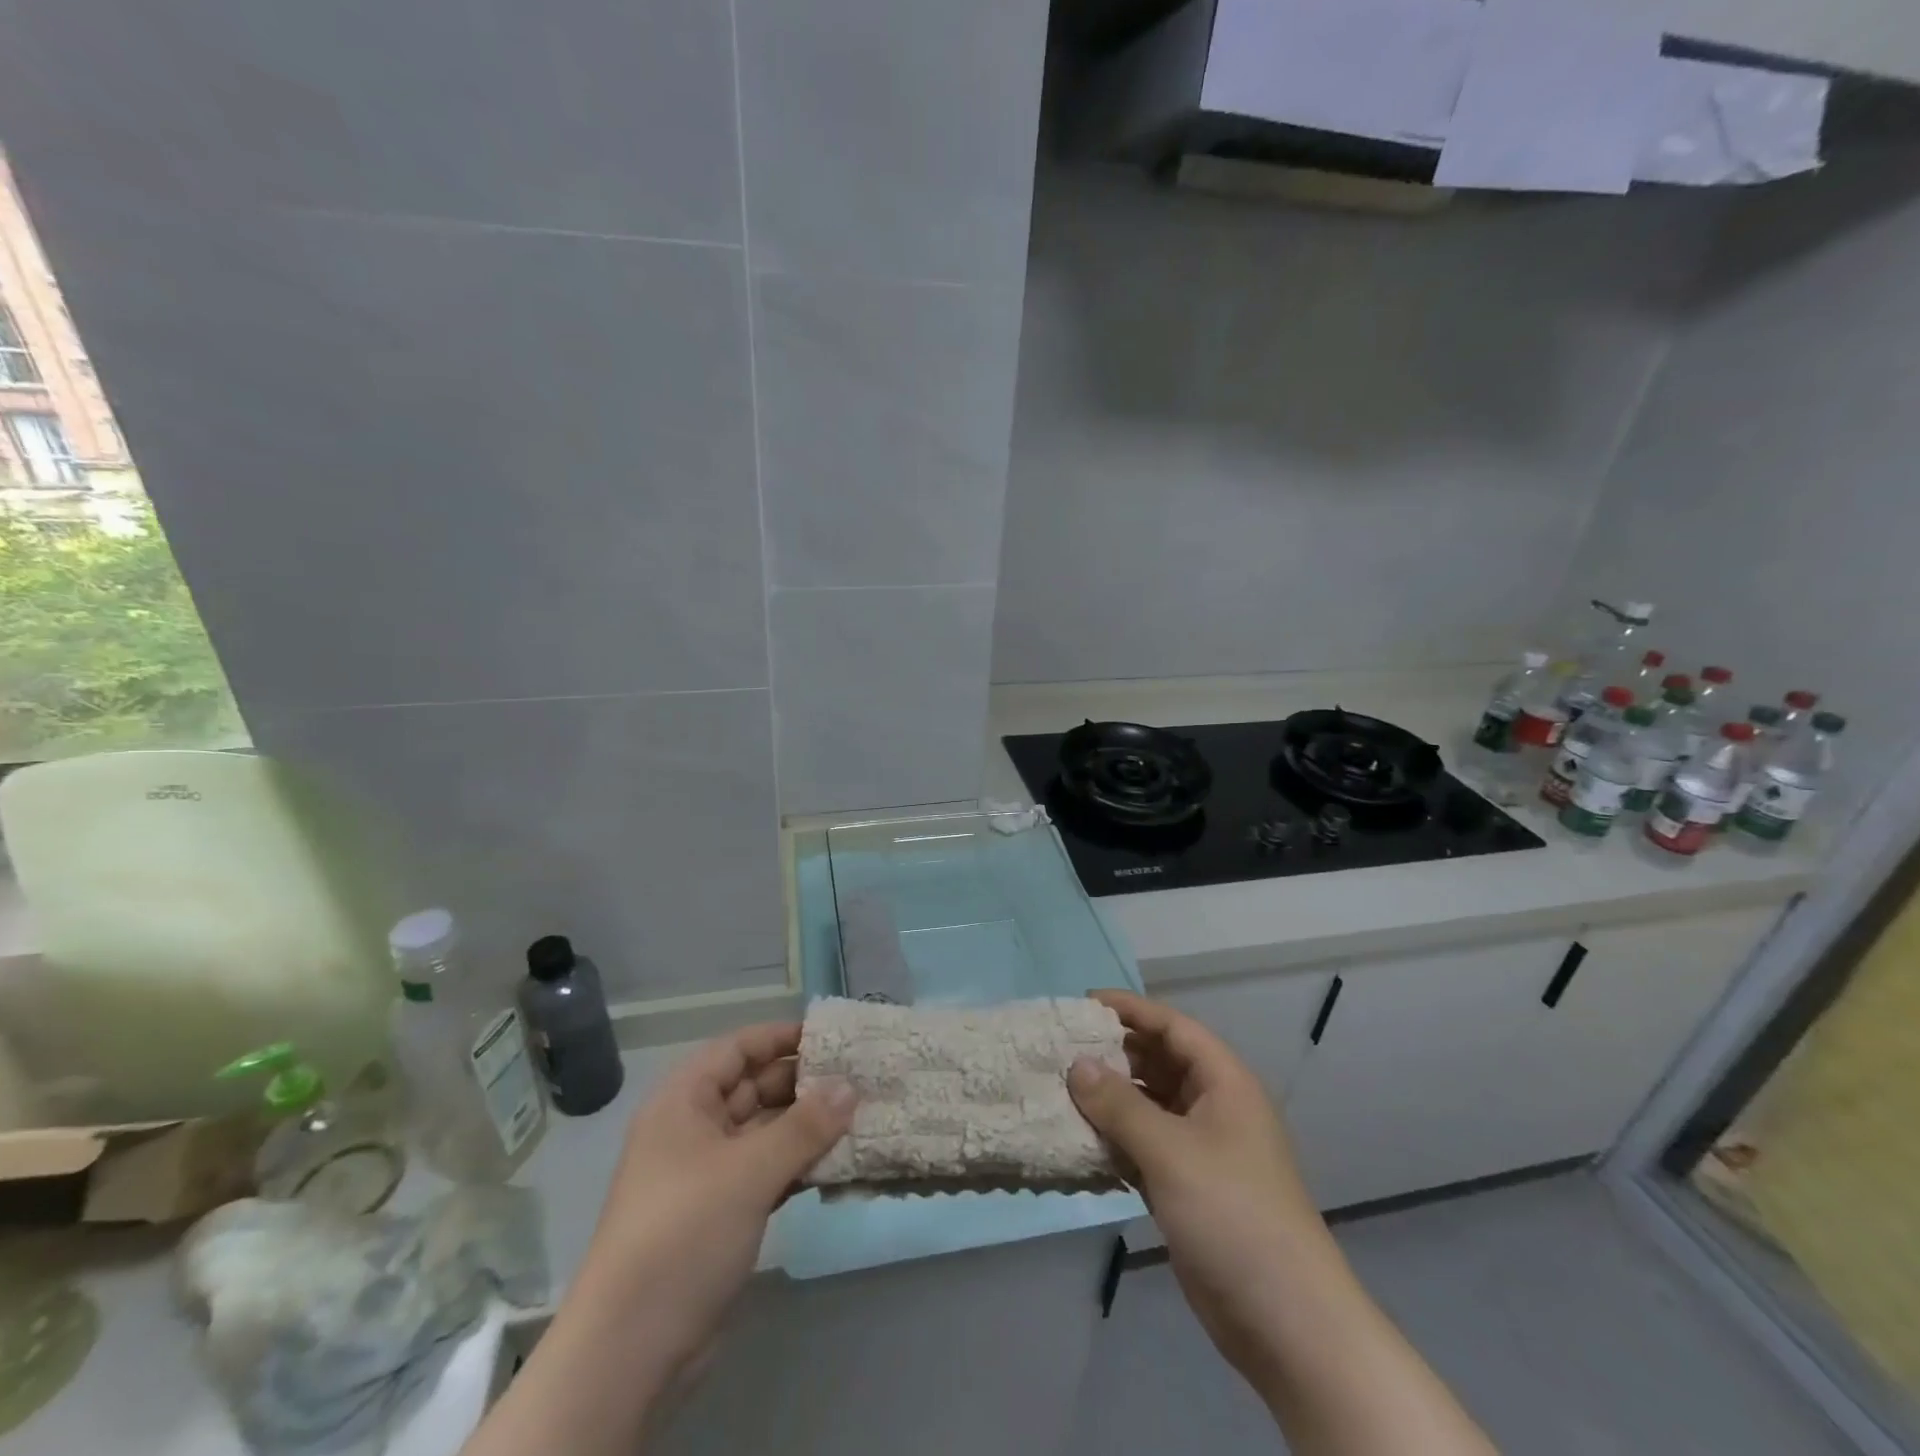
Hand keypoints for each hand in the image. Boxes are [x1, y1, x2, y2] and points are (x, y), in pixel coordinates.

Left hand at [575, 1023, 855, 1372]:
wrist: (631, 1351)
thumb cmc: (685, 1233)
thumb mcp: (749, 1171)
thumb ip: (805, 1125)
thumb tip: (851, 1086)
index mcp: (684, 1101)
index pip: (738, 1049)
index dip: (781, 1037)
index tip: (831, 1037)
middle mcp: (693, 1128)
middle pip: (754, 1088)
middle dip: (803, 1083)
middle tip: (858, 1078)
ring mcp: (707, 1173)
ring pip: (764, 1131)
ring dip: (807, 1126)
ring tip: (859, 1115)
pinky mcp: (721, 1213)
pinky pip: (767, 1170)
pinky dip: (799, 1164)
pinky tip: (838, 1162)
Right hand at [1068, 990, 1327, 1384]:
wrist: (1286, 1322)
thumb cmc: (1233, 1215)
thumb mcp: (1171, 1151)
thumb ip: (1120, 1104)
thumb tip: (1077, 1064)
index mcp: (1224, 1083)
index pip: (1173, 1027)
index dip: (1131, 1010)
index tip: (1083, 1004)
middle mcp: (1214, 1107)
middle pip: (1160, 1062)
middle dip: (1115, 1053)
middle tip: (1063, 1048)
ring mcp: (1202, 1150)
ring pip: (1149, 1106)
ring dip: (1111, 1098)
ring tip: (1062, 1089)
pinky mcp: (1188, 1187)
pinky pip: (1144, 1146)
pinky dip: (1115, 1139)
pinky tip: (1079, 1139)